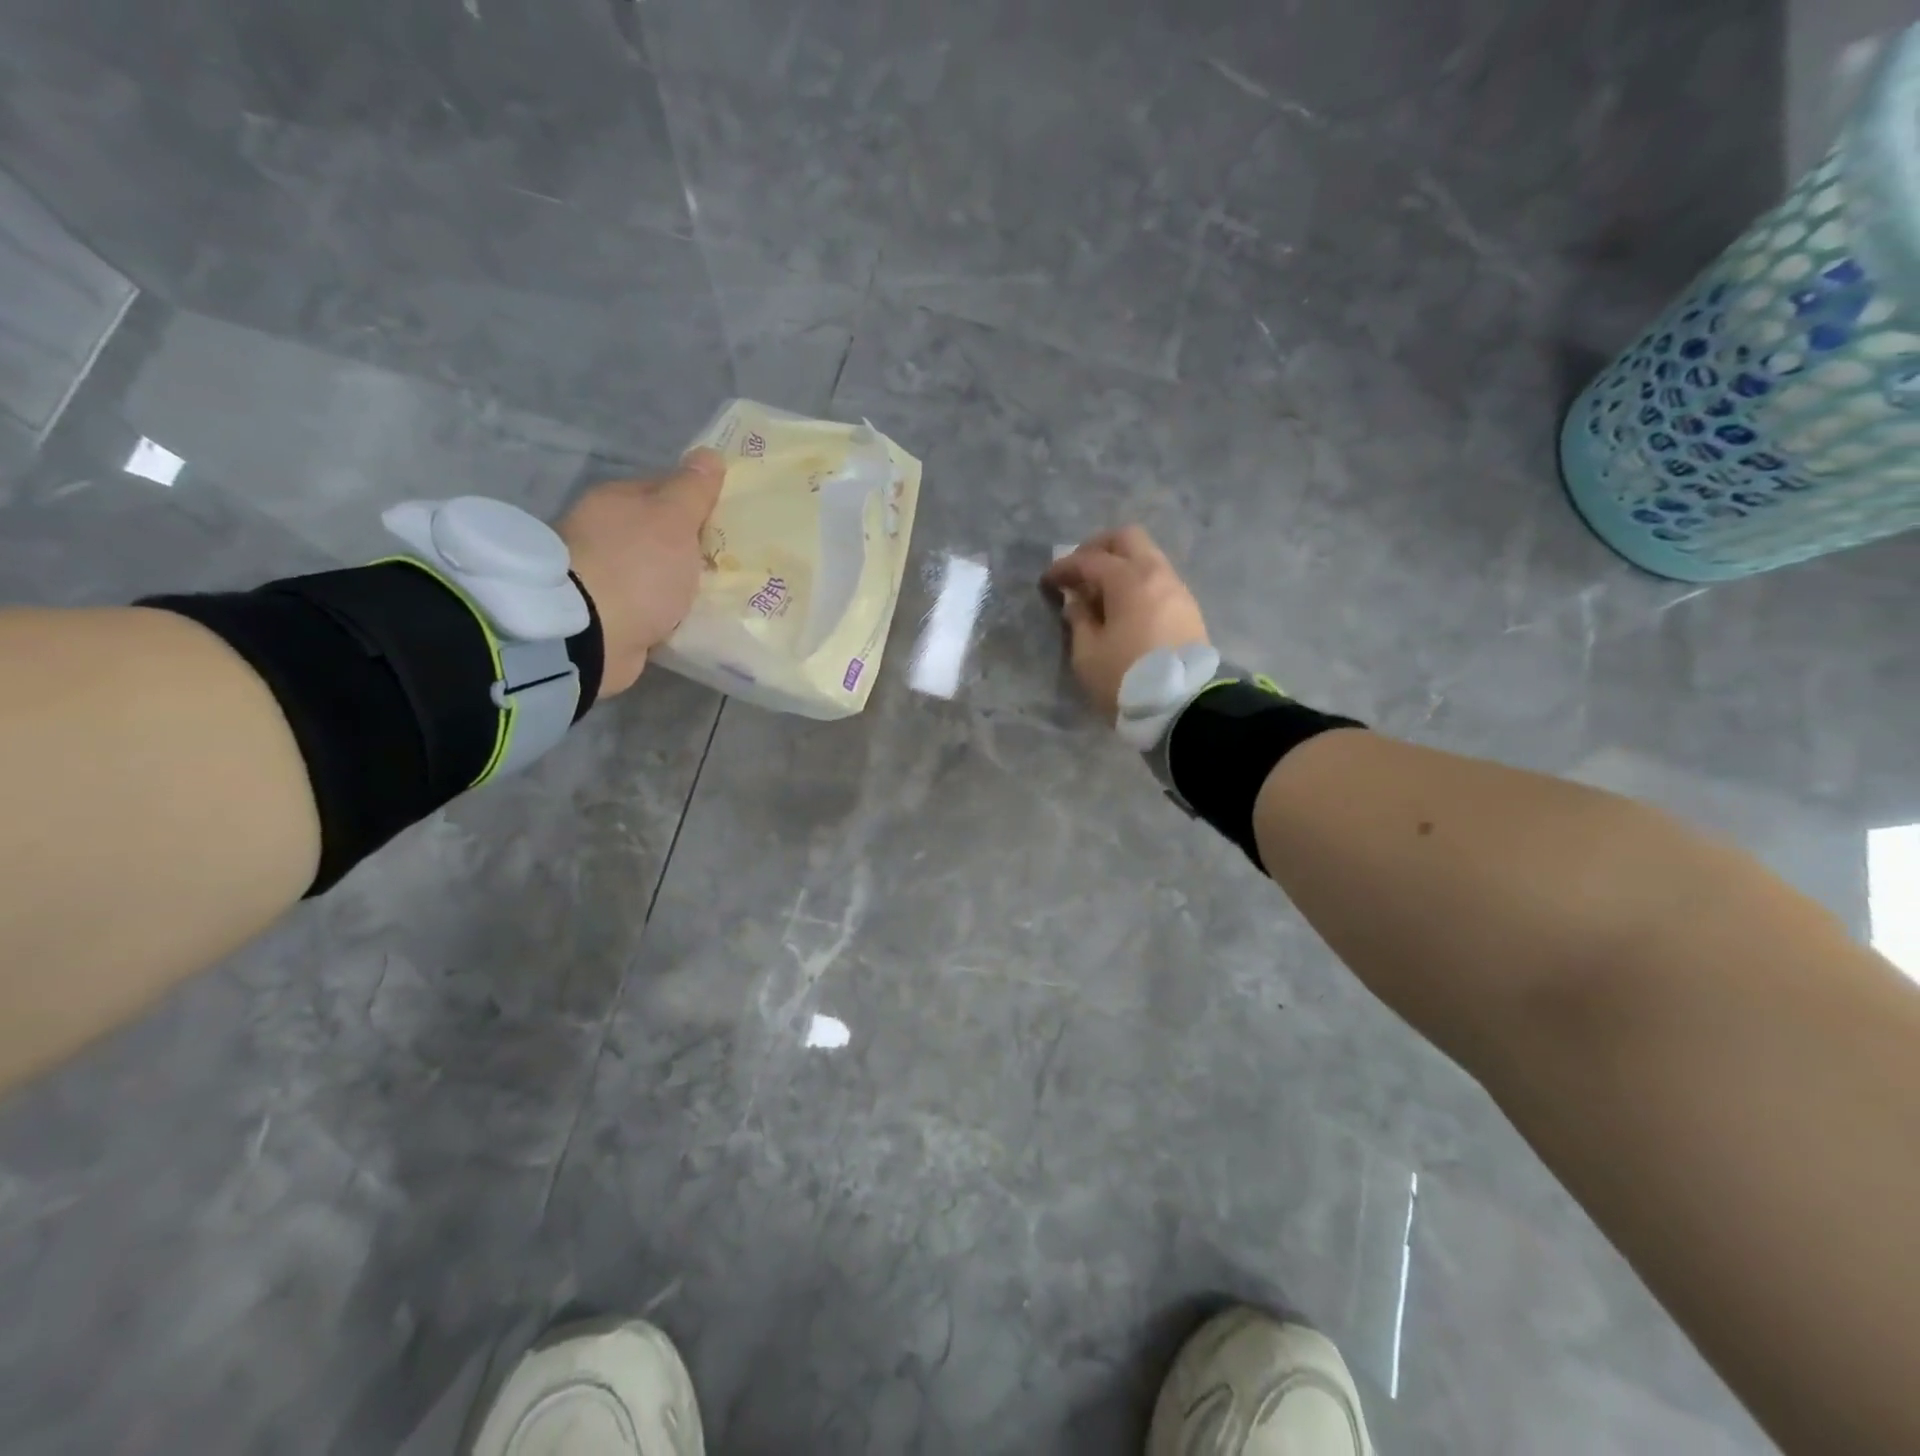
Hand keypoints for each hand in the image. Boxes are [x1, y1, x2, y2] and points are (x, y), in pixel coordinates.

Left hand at [558, 448, 725, 697]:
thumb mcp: (673, 520)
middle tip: (732, 562)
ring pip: (656, 572)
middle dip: (693, 547)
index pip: (665, 489)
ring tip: (719, 594)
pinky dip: (668, 611)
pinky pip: (650, 606)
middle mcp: (603, 532)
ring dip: (680, 582)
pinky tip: (692, 619)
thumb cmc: (637, 568)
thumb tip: (709, 454)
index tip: (731, 522)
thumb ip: (693, 490)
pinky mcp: (607, 614)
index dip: (699, 502)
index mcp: (615, 500)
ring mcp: (603, 575)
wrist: (589, 635)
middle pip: (661, 533)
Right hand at [1042, 526, 1209, 720]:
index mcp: (1129, 581)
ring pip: (1147, 558)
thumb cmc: (1126, 679)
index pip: (1090, 560)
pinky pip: (1158, 580)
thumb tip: (1077, 601)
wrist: (1183, 707)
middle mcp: (1157, 574)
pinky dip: (1137, 582)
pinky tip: (1124, 606)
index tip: (1048, 582)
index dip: (1064, 567)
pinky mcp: (1188, 609)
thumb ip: (1079, 619)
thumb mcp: (1088, 654)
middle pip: (1127, 539)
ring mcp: (1177, 590)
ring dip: (1121, 566)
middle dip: (1099, 548)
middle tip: (1079, 571)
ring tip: (1100, 593)